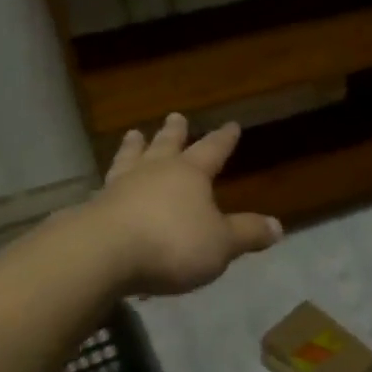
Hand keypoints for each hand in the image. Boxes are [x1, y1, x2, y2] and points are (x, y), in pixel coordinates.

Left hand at [87, 113, 282, 295]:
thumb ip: (247, 233)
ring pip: (130, 159)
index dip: (223, 139)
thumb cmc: (172, 243)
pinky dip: (110, 183)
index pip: (212, 150)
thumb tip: (278, 227)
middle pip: (166, 146)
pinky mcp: (94, 209)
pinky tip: (104, 185)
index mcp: (189, 174)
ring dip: (134, 147)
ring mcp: (120, 187)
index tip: (231, 124)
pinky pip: (105, 188)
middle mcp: (154, 172)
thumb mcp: (221, 243)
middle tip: (175, 116)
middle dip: (173, 132)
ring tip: (133, 134)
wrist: (103, 254)